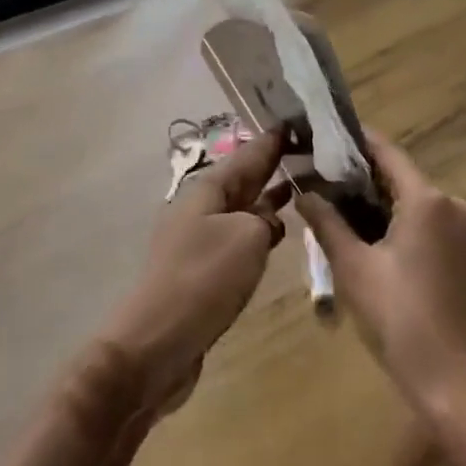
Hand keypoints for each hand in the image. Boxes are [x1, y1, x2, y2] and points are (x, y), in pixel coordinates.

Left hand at [98, 127, 289, 417]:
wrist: (155, 344)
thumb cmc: (203, 280)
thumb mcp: (247, 238)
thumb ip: (265, 219)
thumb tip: (268, 220)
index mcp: (208, 189)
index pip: (249, 153)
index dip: (274, 139)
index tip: (299, 121)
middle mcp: (202, 207)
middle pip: (244, 178)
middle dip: (273, 164)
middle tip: (309, 149)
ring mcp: (200, 239)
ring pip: (243, 207)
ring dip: (269, 196)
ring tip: (303, 185)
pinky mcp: (203, 270)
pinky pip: (239, 237)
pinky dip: (261, 228)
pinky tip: (280, 232)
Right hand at [297, 131, 465, 416]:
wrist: (454, 384)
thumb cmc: (400, 319)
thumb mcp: (353, 267)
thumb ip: (326, 222)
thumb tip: (303, 190)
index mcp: (427, 199)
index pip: (385, 152)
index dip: (353, 140)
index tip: (320, 132)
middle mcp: (450, 203)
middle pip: (397, 174)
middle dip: (356, 173)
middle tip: (314, 171)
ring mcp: (460, 228)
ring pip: (408, 199)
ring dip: (372, 198)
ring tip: (328, 199)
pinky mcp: (461, 252)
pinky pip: (421, 220)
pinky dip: (391, 219)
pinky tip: (360, 230)